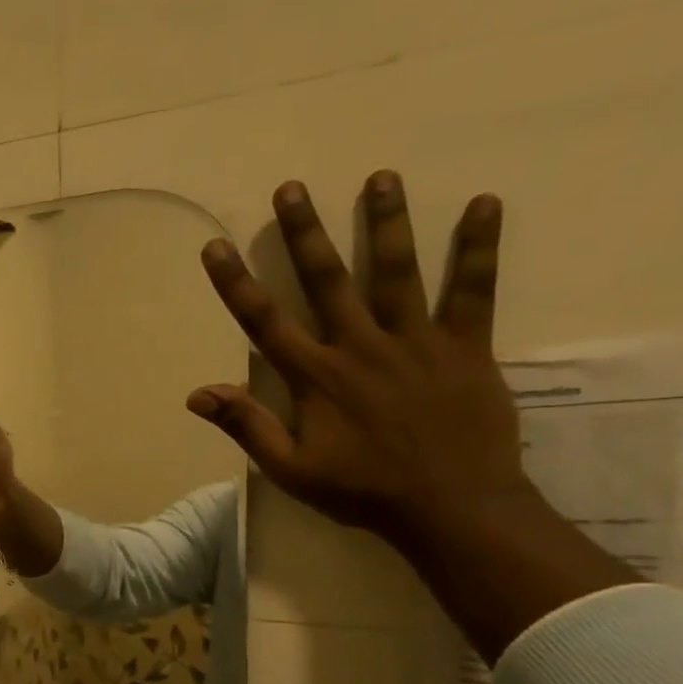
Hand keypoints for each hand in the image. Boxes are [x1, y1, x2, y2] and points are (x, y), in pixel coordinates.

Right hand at [187, 172, 532, 551]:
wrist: (451, 507)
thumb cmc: (362, 490)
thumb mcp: (290, 469)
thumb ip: (246, 426)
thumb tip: (197, 394)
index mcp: (316, 377)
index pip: (265, 322)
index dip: (236, 283)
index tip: (216, 246)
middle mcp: (360, 346)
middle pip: (327, 280)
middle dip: (305, 233)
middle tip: (292, 188)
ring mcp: (415, 342)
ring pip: (397, 272)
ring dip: (386, 223)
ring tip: (381, 177)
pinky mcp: (465, 346)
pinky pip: (474, 290)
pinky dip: (479, 248)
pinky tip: (485, 204)